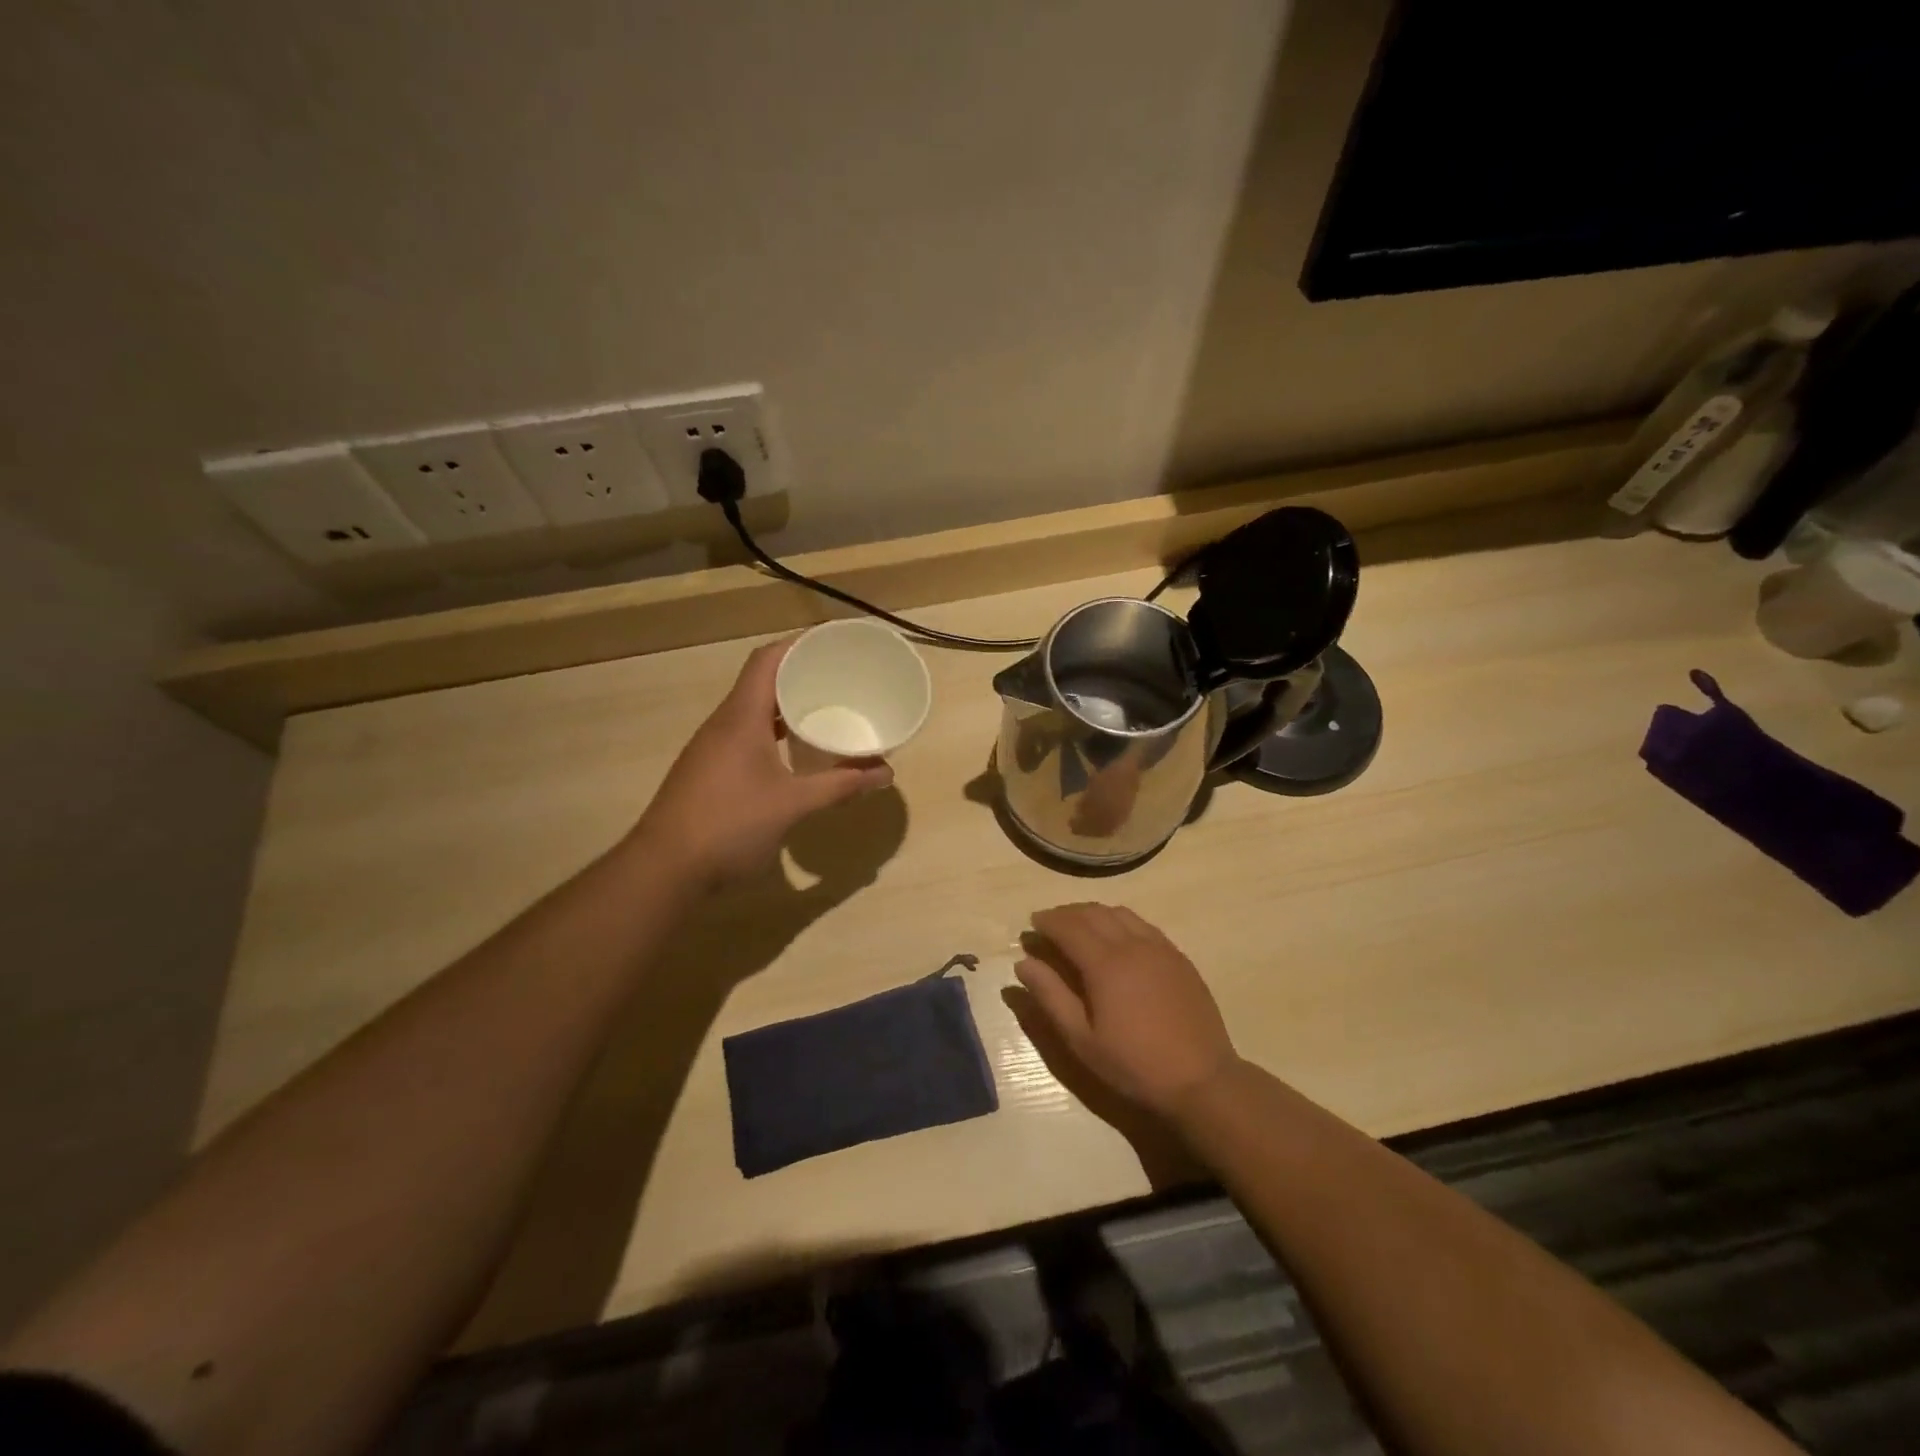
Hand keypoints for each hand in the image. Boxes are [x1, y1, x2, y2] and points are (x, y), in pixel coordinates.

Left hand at [635, 639, 892, 889]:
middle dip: (800, 674)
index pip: (767, 660)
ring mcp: (712, 748)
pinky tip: (795, 752)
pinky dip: (774, 732)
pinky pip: (746, 735)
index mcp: (741, 717)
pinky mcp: (709, 771)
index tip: (833, 643)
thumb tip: (885, 774)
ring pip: (753, 711)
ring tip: (825, 709)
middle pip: (761, 681)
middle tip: (840, 677)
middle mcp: (723, 723)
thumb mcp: (793, 805)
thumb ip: (840, 786)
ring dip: (786, 705)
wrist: (664, 870)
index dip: (799, 644)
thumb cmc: (730, 825)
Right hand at [1016, 903, 1239, 1118]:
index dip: (1047, 922)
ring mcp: (1160, 947)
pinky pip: (1143, 924)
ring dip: (1094, 913)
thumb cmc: (1134, 1064)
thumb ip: (1050, 997)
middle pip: (1093, 913)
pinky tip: (1117, 937)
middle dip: (1067, 913)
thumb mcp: (1082, 1039)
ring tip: (1080, 926)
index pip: (1068, 927)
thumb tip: (1023, 964)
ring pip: (1120, 913)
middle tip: (1050, 923)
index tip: (1032, 924)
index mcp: (1105, 963)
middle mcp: (1132, 944)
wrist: (1201, 1079)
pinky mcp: (1178, 957)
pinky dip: (1120, 920)